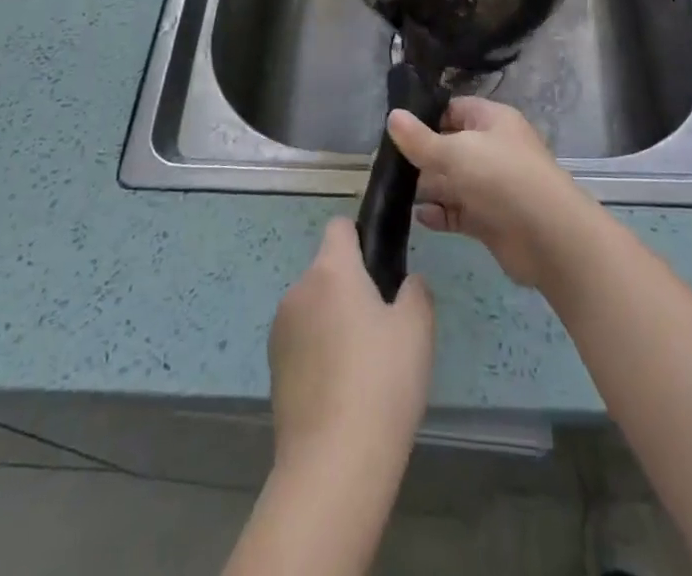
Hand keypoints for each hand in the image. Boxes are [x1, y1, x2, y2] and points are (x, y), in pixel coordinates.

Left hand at [268, 218, 433, 475]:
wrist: (333, 464)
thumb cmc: (382, 381)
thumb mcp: (418, 328)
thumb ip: (415, 291)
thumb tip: (406, 283)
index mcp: (331, 270)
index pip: (339, 227)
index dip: (361, 239)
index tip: (382, 269)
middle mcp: (298, 290)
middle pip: (327, 271)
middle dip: (351, 288)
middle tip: (383, 327)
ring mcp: (280, 331)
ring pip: (314, 308)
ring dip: (333, 322)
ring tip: (364, 367)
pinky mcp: (273, 370)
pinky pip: (302, 343)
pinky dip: (319, 354)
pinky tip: (342, 392)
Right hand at [387, 97, 600, 289]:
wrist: (548, 236)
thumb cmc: (501, 177)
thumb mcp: (455, 151)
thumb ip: (420, 139)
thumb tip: (392, 116)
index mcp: (492, 120)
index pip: (454, 109)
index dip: (427, 117)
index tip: (397, 130)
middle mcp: (493, 149)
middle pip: (451, 146)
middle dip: (423, 156)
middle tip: (388, 165)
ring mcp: (492, 185)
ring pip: (453, 181)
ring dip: (429, 187)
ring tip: (395, 192)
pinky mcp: (491, 219)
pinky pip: (459, 212)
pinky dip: (441, 214)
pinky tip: (420, 217)